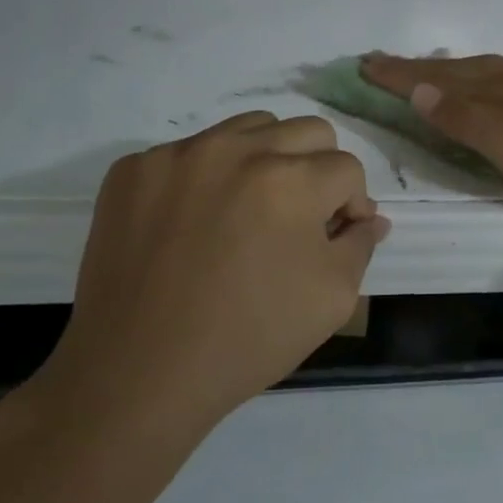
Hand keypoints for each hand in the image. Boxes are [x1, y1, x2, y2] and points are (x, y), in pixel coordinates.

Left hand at [25, 113, 387, 449]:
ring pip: (250, 128)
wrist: (136, 374)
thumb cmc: (247, 339)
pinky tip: (194, 222)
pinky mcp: (134, 169)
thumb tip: (368, 218)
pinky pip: (190, 151)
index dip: (351, 204)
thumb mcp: (332, 299)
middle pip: (307, 131)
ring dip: (266, 159)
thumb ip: (360, 245)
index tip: (335, 237)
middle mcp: (237, 150)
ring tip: (249, 210)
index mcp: (292, 180)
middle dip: (318, 170)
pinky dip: (206, 177)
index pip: (347, 168)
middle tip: (299, 218)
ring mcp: (179, 154)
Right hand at [360, 53, 502, 207]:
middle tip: (383, 64)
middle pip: (457, 70)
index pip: (434, 79)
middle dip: (417, 69)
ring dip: (448, 72)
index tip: (363, 64)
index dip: (398, 74)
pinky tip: (493, 92)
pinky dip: (482, 83)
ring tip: (429, 73)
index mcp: (497, 90)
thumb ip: (465, 117)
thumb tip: (417, 87)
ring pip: (483, 73)